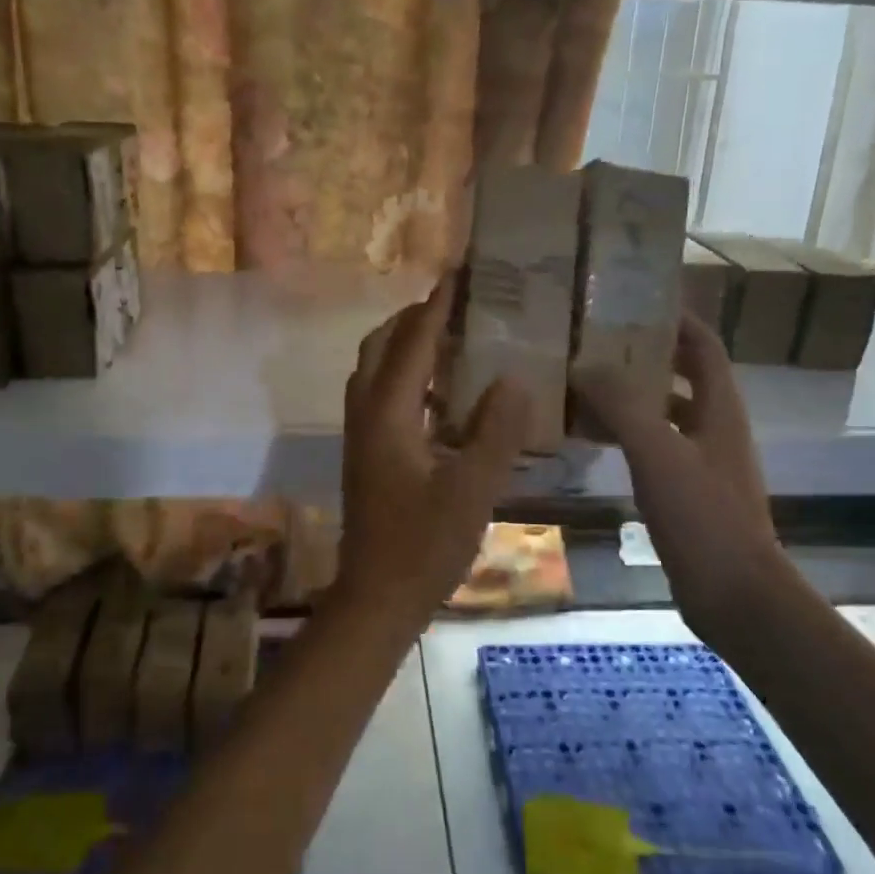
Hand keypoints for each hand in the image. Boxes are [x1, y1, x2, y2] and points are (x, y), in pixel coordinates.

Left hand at [338, 281, 530, 624]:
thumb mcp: (472, 490)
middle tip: (454, 306)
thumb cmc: (424, 546)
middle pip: (379, 348)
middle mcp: (366, 415)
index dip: (435, 309)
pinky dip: (404, 377)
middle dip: (412, 320)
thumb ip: (495, 432)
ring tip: (448, 338)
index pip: (412, 345)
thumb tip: (514, 378)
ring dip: (404, 346)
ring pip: (374, 371)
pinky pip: (380, 395)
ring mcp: (360, 435)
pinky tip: (439, 393)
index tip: (456, 275)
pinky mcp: (365, 454)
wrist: (376, 598)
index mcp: (388, 415)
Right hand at [572, 314, 786, 633]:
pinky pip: (653, 447)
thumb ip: (621, 404)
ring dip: (630, 396)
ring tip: (582, 383)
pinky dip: (625, 434)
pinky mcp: (686, 492)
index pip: (704, 345)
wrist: (734, 595)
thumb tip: (582, 364)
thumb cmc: (703, 516)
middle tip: (595, 340)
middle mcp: (714, 427)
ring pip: (663, 412)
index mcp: (719, 408)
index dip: (677, 319)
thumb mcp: (658, 452)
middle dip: (644, 354)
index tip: (636, 299)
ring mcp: (702, 462)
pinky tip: (591, 439)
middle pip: (681, 375)